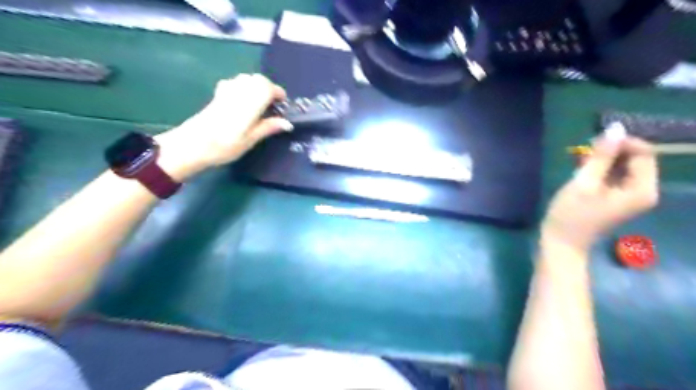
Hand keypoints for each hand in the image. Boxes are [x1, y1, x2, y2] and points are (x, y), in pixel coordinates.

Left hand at [153, 73, 290, 178]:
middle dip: (268, 88)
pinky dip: (243, 87)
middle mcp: (239, 91)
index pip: (268, 87)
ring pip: (246, 78)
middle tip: (273, 105)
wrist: (192, 145)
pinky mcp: (218, 95)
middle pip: (258, 79)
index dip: (278, 93)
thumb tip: (287, 123)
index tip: (283, 104)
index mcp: (250, 103)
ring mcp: (226, 91)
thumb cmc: (225, 145)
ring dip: (256, 86)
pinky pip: (235, 82)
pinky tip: (243, 101)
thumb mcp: (250, 140)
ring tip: (260, 103)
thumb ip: (269, 127)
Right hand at [543, 135, 658, 248]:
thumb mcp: (584, 183)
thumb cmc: (570, 214)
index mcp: (642, 189)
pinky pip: (614, 176)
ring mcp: (630, 196)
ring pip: (623, 166)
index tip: (593, 144)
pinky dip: (600, 170)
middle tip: (583, 154)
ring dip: (602, 160)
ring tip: (579, 163)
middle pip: (635, 158)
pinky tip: (581, 171)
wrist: (561, 243)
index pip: (644, 152)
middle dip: (610, 152)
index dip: (621, 143)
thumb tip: (615, 128)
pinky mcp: (617, 198)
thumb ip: (601, 156)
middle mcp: (643, 191)